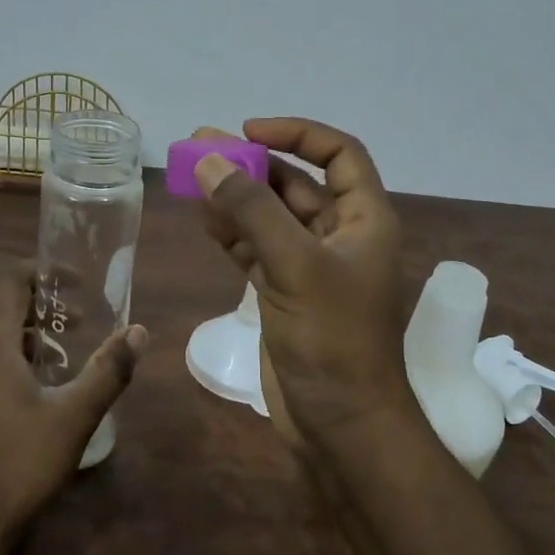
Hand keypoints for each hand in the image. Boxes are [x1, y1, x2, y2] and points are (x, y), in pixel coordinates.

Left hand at [0, 261, 146, 539]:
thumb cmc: (18, 464)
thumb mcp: (74, 417)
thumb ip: (108, 370)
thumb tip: (138, 332)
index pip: (10, 282)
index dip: (45, 274)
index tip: (77, 284)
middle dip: (35, 304)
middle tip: (74, 322)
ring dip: (15, 330)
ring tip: (53, 356)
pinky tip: (19, 389)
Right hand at [191, 119, 410, 444]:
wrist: (339, 423)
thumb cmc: (332, 339)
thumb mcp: (295, 266)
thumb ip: (252, 210)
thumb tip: (210, 159)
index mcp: (363, 220)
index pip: (338, 154)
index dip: (297, 134)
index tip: (248, 131)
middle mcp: (339, 236)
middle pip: (294, 184)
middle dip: (251, 165)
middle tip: (199, 148)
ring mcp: (309, 266)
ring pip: (269, 217)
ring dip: (235, 198)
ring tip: (191, 179)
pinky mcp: (284, 293)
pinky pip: (255, 249)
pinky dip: (231, 234)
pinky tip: (205, 220)